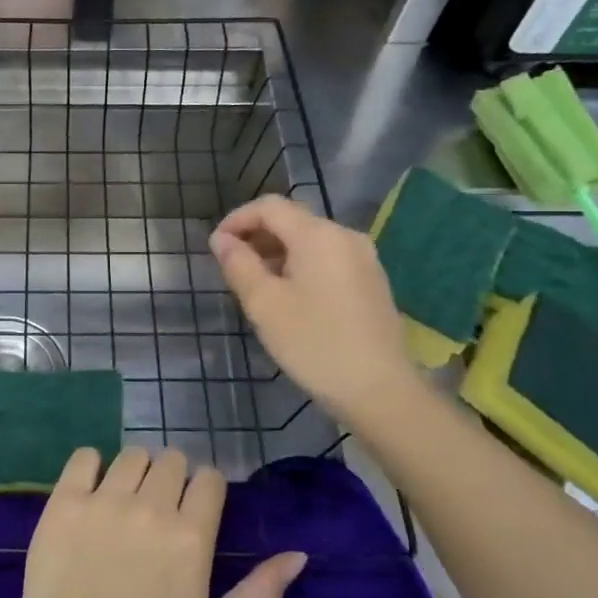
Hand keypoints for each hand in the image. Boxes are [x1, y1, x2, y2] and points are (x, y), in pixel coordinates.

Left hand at [8, 447, 306, 597]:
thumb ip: (261, 595)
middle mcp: (151, 506)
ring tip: (127, 501)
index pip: (209, 479)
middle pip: (172, 460)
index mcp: (191, 535)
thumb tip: (297, 555)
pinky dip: (92, 466)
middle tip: (160, 510)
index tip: (195, 512)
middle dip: (173, 479)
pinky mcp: (66, 500)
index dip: (206, 491)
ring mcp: (105, 499)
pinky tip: (92, 491)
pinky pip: (85, 456)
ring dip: (137, 471)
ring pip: (132, 455)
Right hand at [210, 195, 420, 424]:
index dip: (237, 219)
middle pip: (292, 220)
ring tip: (256, 286)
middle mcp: (345, 237)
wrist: (381, 391)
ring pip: (310, 241)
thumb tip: (221, 239)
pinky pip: (328, 260)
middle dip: (257, 237)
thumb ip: (239, 264)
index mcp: (318, 235)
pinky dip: (301, 266)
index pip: (270, 207)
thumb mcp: (264, 304)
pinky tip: (290, 298)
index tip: (216, 247)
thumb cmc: (314, 344)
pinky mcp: (372, 282)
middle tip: (232, 268)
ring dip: (278, 253)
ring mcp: (364, 259)